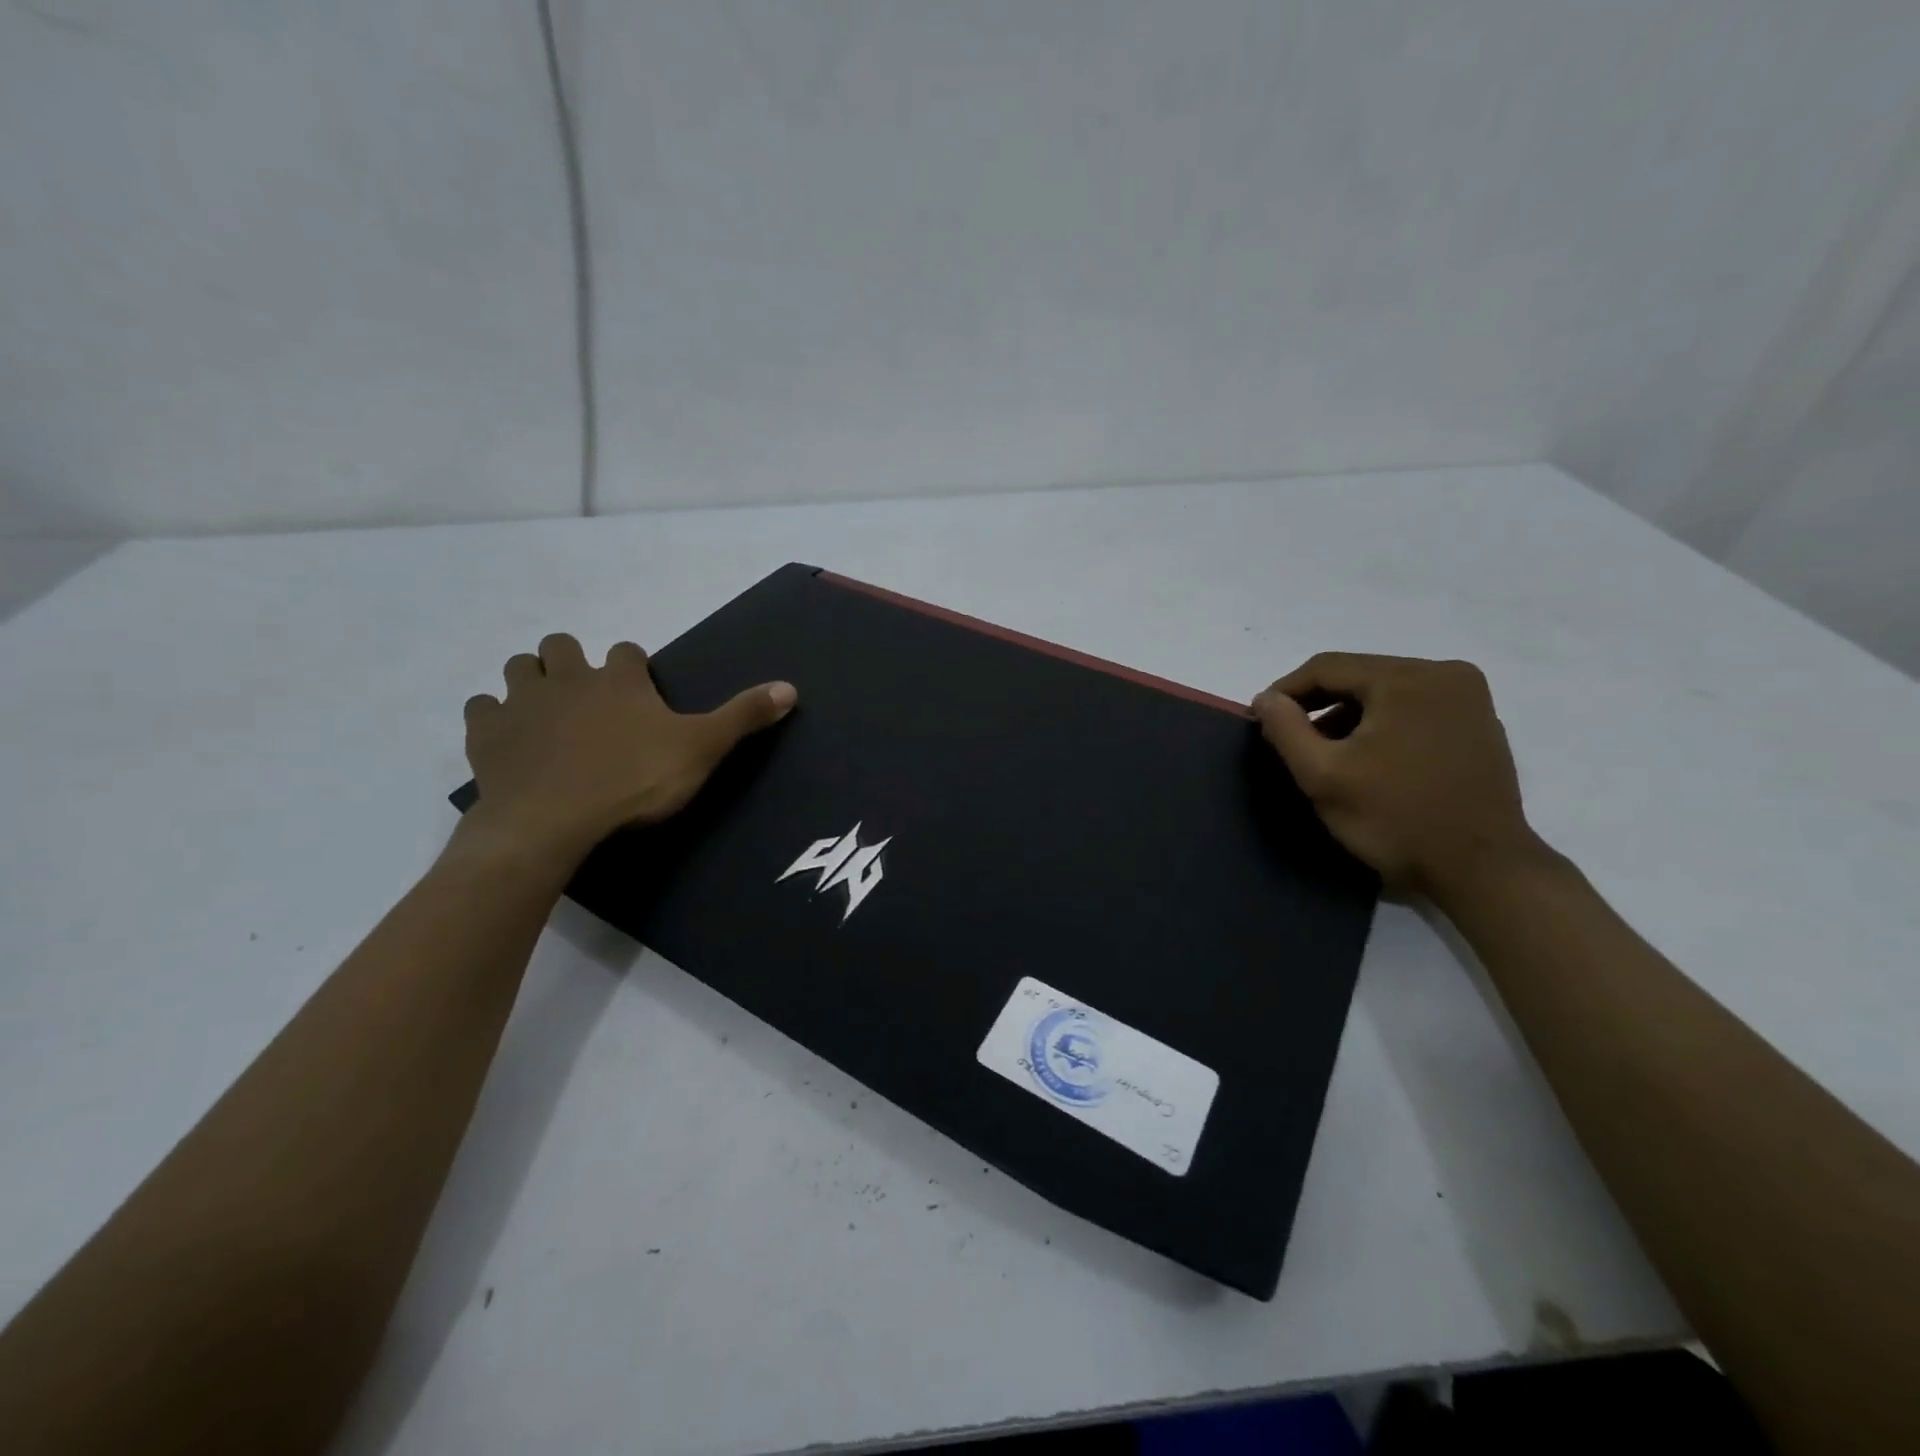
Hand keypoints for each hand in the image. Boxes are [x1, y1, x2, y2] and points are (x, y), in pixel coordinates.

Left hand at [459, 633, 795, 867]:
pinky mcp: (487, 735)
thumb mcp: (701, 750)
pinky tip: (508, 739)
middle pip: (562, 647)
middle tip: (587, 695)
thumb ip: (743, 717)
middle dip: (573, 661)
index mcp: (620, 680)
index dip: (635, 667)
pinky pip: (482, 709)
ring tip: (547, 710)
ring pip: (519, 669)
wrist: (554, 822)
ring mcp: (522, 704)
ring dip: (532, 680)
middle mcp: (569, 678)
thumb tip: (791, 686)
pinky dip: (494, 717)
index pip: (629, 652)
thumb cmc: (634, 781)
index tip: (640, 690)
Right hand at [1252, 653, 1546, 897]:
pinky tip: (1368, 757)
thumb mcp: (1322, 775)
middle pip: (1359, 675)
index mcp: (1408, 678)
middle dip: (1319, 704)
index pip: (1327, 667)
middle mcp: (1446, 674)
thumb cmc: (1395, 818)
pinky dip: (1383, 724)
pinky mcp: (1479, 724)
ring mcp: (1469, 699)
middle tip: (1290, 738)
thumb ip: (1285, 729)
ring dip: (1349, 715)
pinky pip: (1415, 708)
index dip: (1286, 691)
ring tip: (1325, 751)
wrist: (1481, 870)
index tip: (1260, 720)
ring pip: (1387, 692)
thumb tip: (1266, 698)